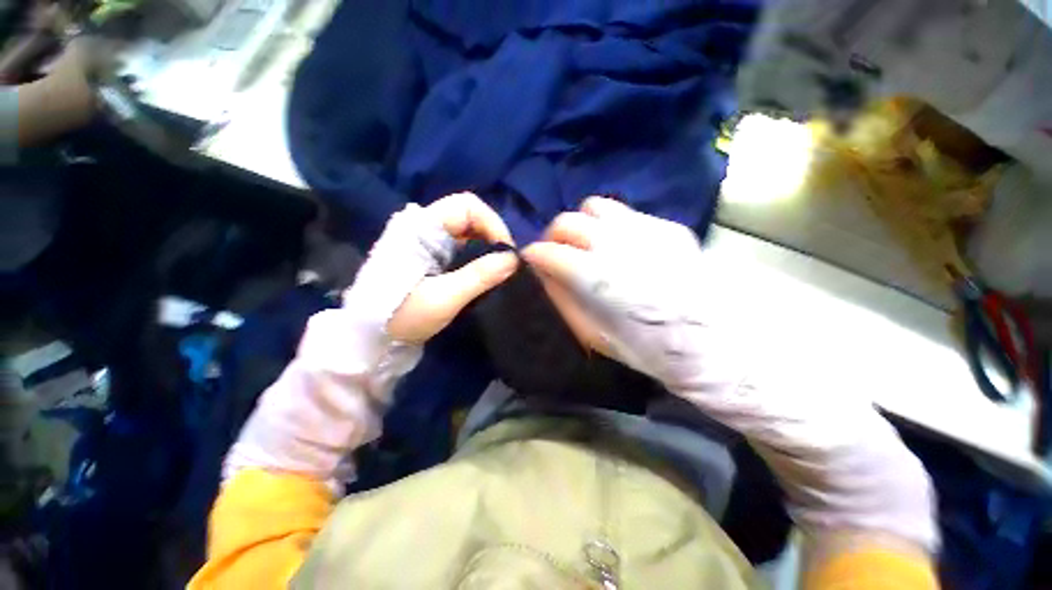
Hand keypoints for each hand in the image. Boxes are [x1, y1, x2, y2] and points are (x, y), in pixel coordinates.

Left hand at [346, 192, 518, 343]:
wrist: (370, 337)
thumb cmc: (401, 316)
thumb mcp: (443, 298)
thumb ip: (479, 276)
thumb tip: (513, 259)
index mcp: (422, 228)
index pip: (467, 206)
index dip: (492, 223)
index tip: (507, 253)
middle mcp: (426, 228)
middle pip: (470, 217)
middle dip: (493, 237)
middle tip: (506, 264)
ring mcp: (428, 243)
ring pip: (468, 234)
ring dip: (487, 249)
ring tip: (499, 271)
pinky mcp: (432, 258)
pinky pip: (463, 249)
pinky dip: (478, 259)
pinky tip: (485, 276)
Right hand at [522, 197, 717, 389]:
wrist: (714, 341)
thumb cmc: (648, 348)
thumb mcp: (594, 334)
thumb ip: (563, 299)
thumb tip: (543, 273)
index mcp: (596, 278)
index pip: (549, 252)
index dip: (533, 256)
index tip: (531, 261)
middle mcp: (616, 244)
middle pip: (567, 222)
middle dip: (552, 236)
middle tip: (556, 253)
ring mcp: (644, 229)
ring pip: (594, 207)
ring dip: (582, 224)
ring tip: (587, 244)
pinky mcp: (666, 226)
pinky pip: (624, 213)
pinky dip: (610, 225)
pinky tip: (618, 245)